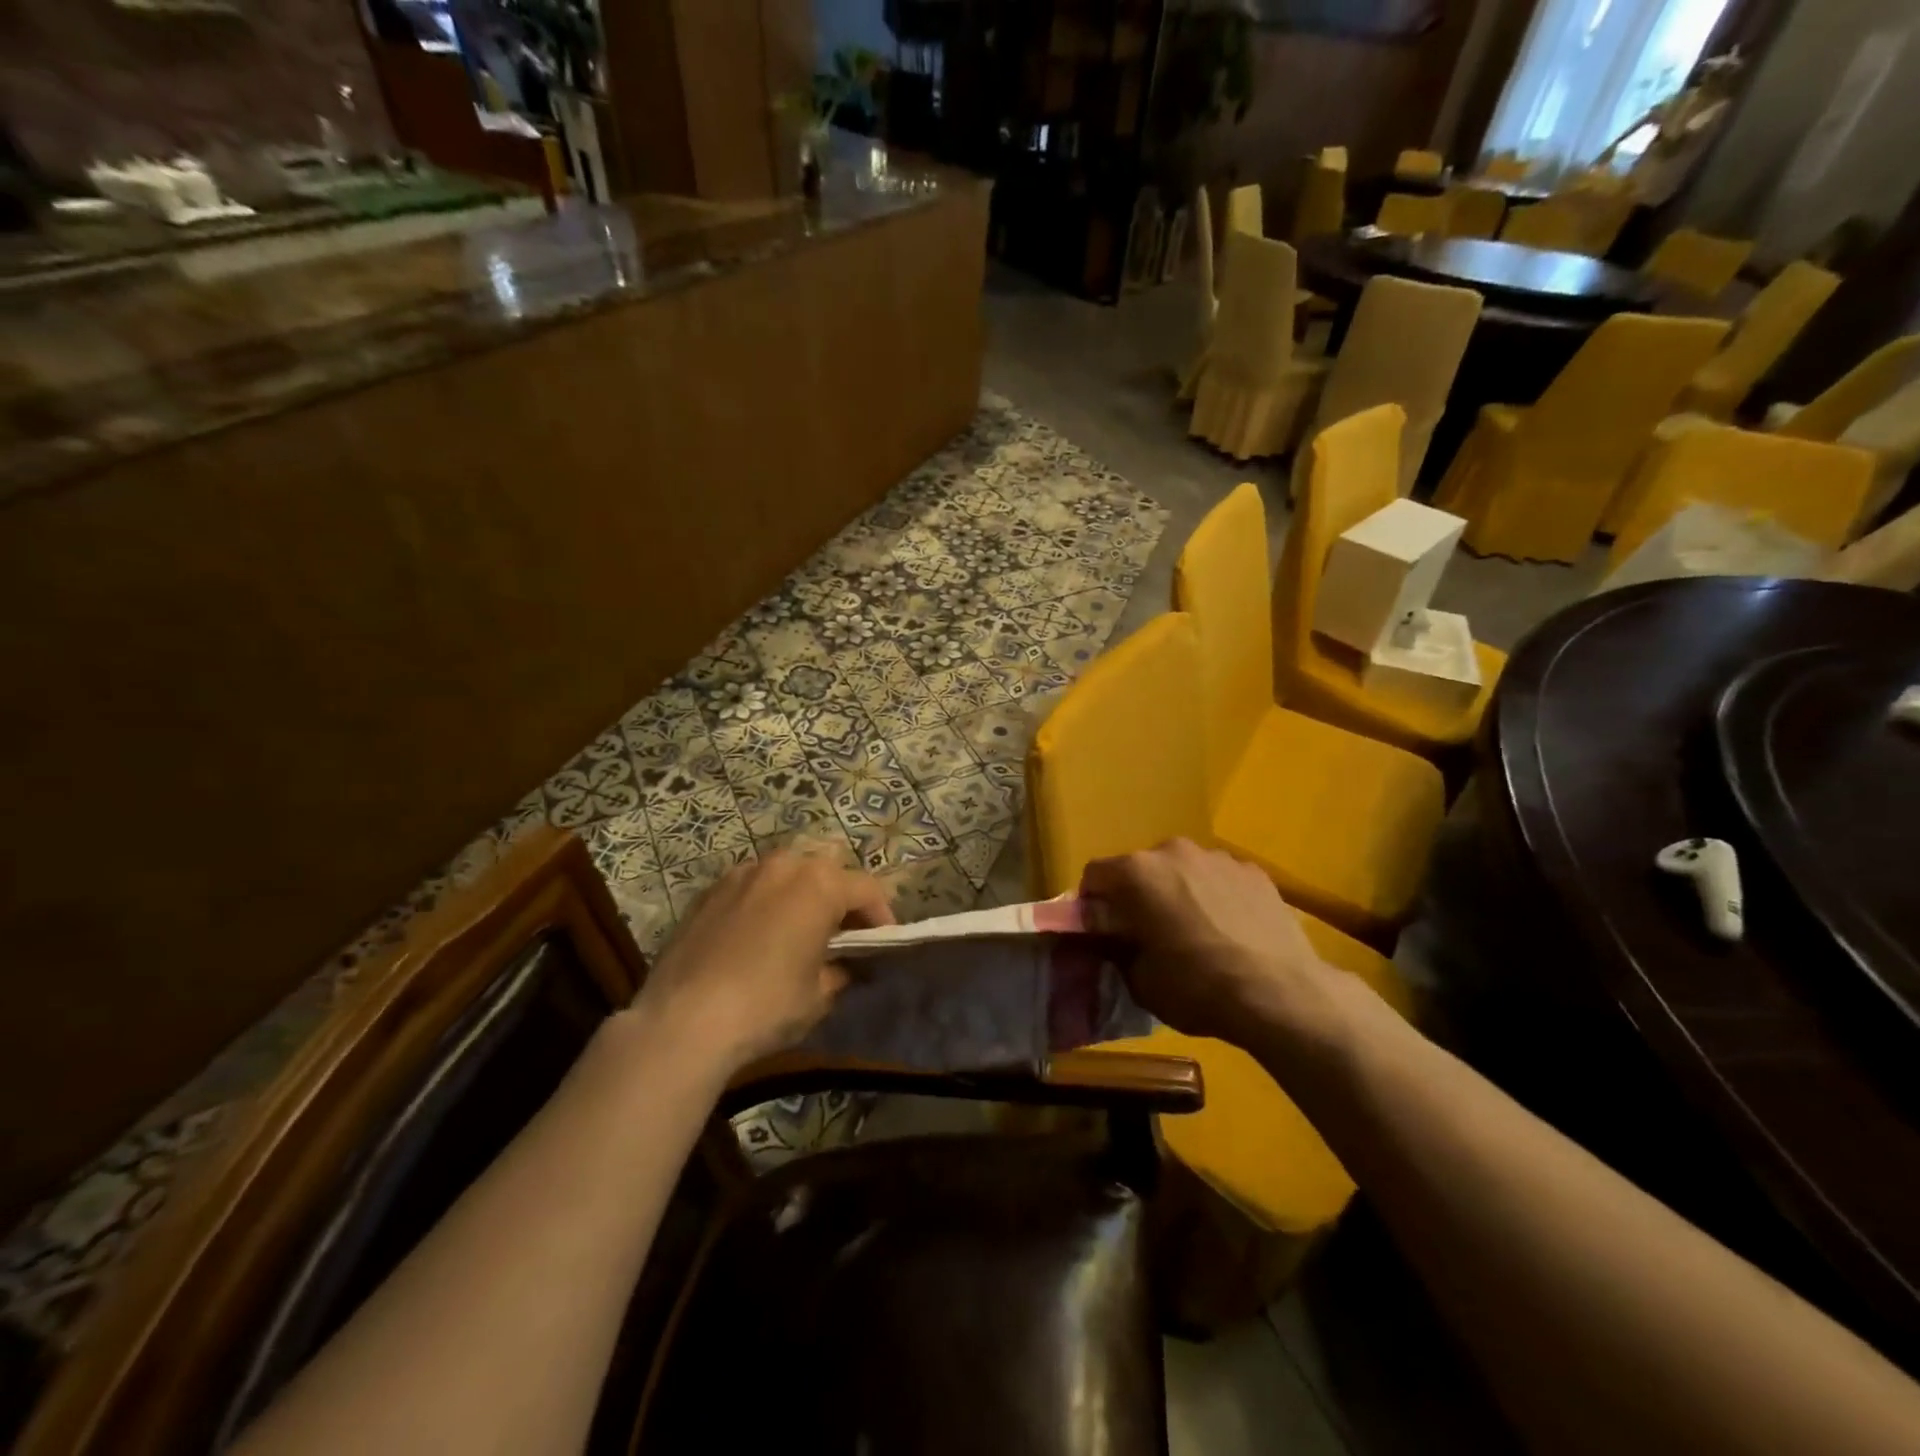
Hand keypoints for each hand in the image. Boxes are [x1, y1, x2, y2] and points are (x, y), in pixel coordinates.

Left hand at [629, 851, 893, 1073]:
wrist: (683, 1020)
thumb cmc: (767, 1004)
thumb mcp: (819, 994)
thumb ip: (840, 970)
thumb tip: (844, 965)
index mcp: (820, 883)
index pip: (868, 889)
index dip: (882, 916)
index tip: (882, 944)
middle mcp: (784, 865)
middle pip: (827, 873)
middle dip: (840, 900)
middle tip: (842, 936)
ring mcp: (741, 873)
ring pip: (786, 875)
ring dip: (801, 896)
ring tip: (798, 932)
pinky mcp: (709, 891)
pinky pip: (752, 887)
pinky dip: (765, 903)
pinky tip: (757, 937)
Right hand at [1080, 839, 1335, 1046]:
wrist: (1281, 994)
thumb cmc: (1197, 987)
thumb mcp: (1139, 981)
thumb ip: (1117, 950)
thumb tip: (1113, 940)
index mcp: (1137, 873)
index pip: (1094, 875)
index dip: (1092, 903)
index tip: (1100, 931)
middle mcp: (1173, 851)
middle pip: (1141, 868)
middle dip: (1137, 895)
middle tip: (1147, 933)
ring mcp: (1218, 857)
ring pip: (1183, 870)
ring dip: (1179, 892)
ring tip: (1195, 933)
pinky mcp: (1255, 871)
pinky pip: (1220, 879)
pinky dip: (1216, 897)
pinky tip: (1231, 932)